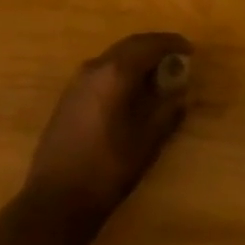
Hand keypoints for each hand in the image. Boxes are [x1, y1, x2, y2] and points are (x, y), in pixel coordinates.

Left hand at [21, 32, 192, 235]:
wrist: (55, 201)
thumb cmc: (106, 170)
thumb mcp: (146, 143)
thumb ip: (167, 112)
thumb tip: (181, 93)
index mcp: (115, 73)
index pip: (148, 45)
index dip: (171, 44)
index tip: (189, 50)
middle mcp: (94, 68)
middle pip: (129, 46)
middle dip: (154, 47)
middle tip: (175, 57)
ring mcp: (77, 82)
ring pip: (113, 57)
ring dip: (136, 59)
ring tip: (156, 74)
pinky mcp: (68, 98)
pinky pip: (100, 72)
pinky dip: (120, 72)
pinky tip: (129, 91)